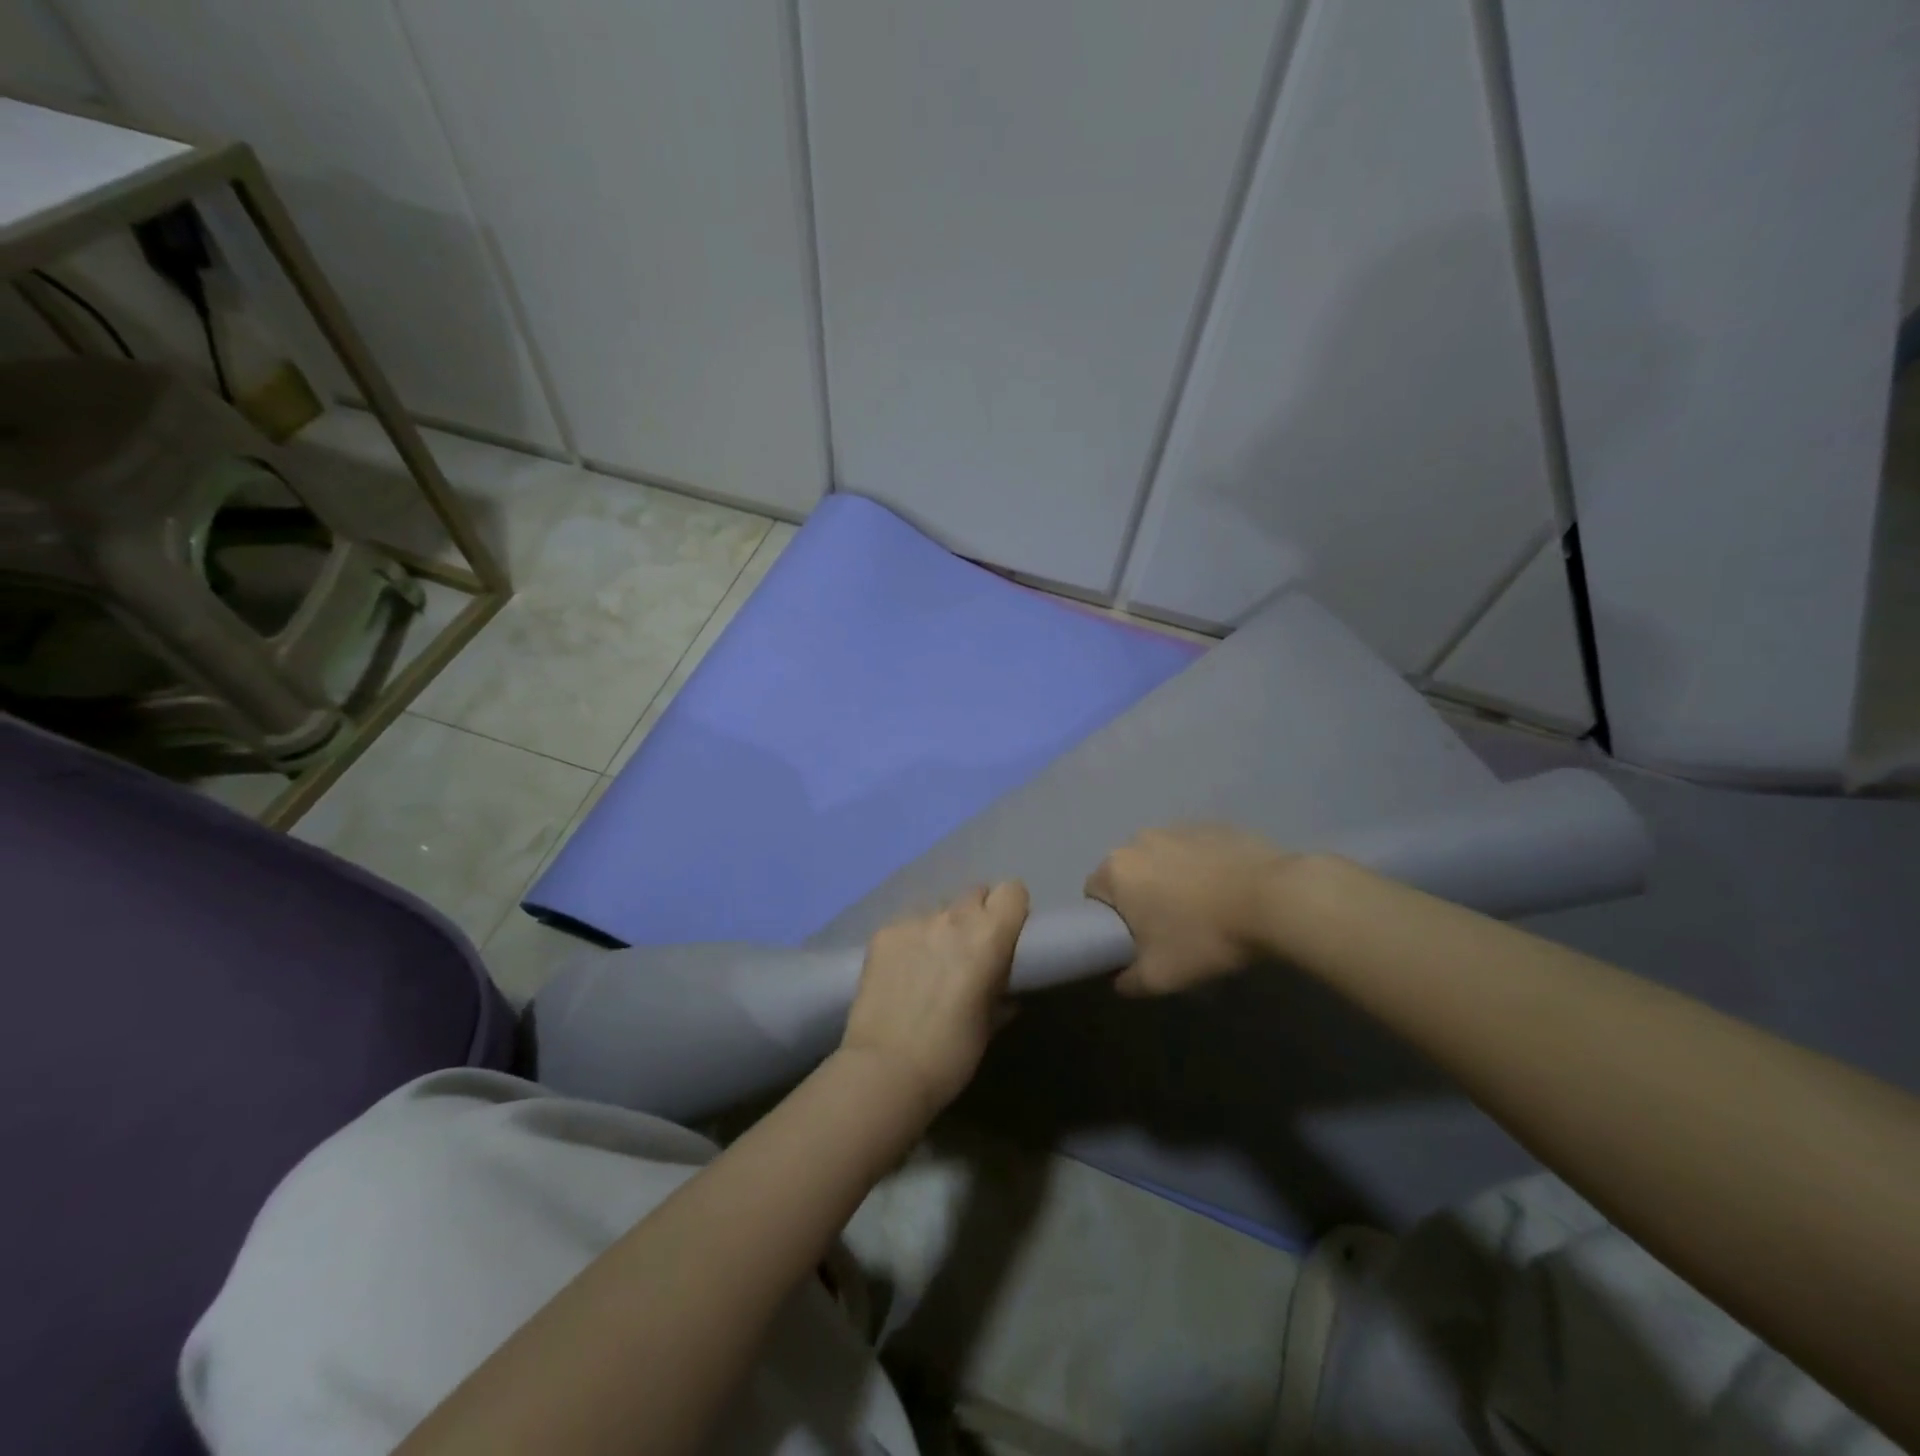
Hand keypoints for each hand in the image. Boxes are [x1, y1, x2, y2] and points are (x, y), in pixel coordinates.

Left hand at [840, 882, 1029, 1116]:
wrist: (885, 1069)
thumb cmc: (951, 1053)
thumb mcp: (989, 1024)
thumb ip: (1001, 992)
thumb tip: (1004, 987)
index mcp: (989, 937)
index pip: (1012, 891)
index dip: (1011, 909)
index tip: (1007, 932)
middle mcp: (953, 917)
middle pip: (975, 893)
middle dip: (977, 915)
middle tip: (969, 949)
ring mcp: (914, 920)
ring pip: (938, 908)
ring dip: (942, 926)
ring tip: (930, 962)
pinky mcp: (883, 931)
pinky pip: (907, 923)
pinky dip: (911, 939)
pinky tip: (902, 970)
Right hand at [1084, 826, 1293, 995]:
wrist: (1274, 900)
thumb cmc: (1204, 937)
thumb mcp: (1160, 977)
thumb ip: (1128, 981)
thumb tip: (1119, 979)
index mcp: (1116, 870)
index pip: (1094, 893)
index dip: (1110, 919)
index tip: (1135, 939)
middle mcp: (1139, 840)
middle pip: (1128, 872)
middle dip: (1141, 896)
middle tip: (1169, 928)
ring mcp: (1178, 827)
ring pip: (1161, 858)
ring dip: (1170, 879)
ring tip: (1202, 909)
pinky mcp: (1213, 825)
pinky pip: (1194, 849)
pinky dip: (1201, 866)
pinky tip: (1226, 890)